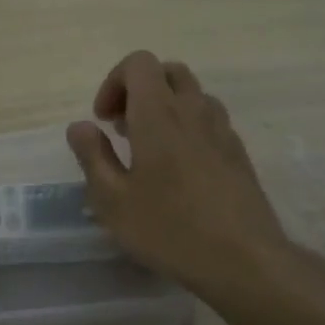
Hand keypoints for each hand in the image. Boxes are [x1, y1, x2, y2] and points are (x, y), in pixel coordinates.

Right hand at [65, 52, 303, 305]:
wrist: (244, 260)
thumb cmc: (169, 229)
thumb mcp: (113, 200)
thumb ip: (92, 156)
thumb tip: (80, 126)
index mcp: (159, 114)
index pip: (139, 63)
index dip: (114, 82)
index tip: (104, 121)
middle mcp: (193, 110)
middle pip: (167, 72)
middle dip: (139, 90)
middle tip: (123, 129)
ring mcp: (222, 130)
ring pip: (192, 95)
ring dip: (166, 107)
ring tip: (149, 149)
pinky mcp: (239, 152)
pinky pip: (209, 120)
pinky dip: (188, 127)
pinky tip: (179, 170)